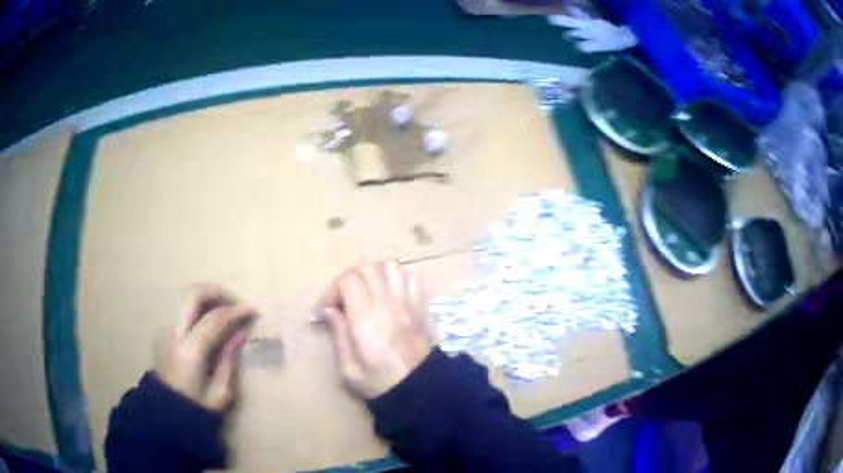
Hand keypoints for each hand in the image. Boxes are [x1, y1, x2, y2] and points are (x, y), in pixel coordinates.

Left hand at [155, 285, 258, 410]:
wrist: (167, 414)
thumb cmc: (197, 407)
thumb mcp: (220, 390)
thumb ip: (229, 358)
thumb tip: (241, 332)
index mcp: (190, 351)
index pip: (214, 318)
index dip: (236, 311)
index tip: (253, 311)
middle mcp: (174, 333)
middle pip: (193, 294)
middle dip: (218, 292)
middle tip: (236, 303)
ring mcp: (165, 329)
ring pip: (185, 297)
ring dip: (207, 297)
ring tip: (225, 311)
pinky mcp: (163, 331)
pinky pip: (182, 309)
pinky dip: (198, 307)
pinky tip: (210, 321)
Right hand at [317, 261, 432, 397]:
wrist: (419, 388)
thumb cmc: (380, 382)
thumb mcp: (348, 367)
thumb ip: (338, 334)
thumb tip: (329, 309)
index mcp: (367, 318)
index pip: (348, 281)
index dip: (331, 290)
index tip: (324, 310)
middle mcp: (388, 303)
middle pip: (367, 268)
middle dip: (348, 279)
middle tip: (341, 299)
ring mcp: (408, 302)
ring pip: (389, 266)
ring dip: (372, 273)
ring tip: (364, 292)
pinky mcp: (420, 306)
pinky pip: (409, 278)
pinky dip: (394, 278)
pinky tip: (387, 293)